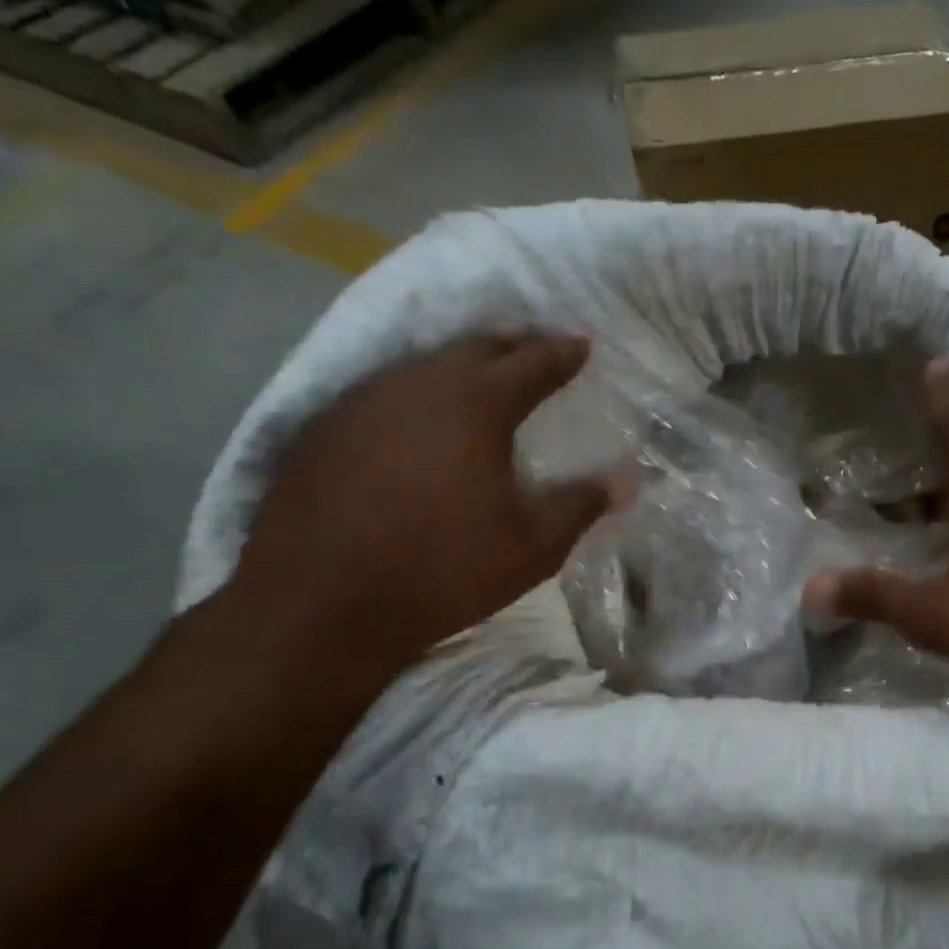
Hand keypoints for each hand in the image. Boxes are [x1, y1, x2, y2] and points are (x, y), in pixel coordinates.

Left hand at [228, 335, 609, 674]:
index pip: (532, 362)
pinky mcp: (323, 426)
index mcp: (475, 404)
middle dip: (514, 346)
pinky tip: (419, 419)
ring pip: (424, 364)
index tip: (583, 344)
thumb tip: (628, 480)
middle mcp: (417, 383)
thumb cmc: (442, 570)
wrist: (320, 604)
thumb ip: (581, 505)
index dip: (562, 352)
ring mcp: (362, 400)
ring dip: (461, 366)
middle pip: (476, 347)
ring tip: (484, 379)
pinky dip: (416, 393)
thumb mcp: (532, 546)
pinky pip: (384, 391)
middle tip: (539, 352)